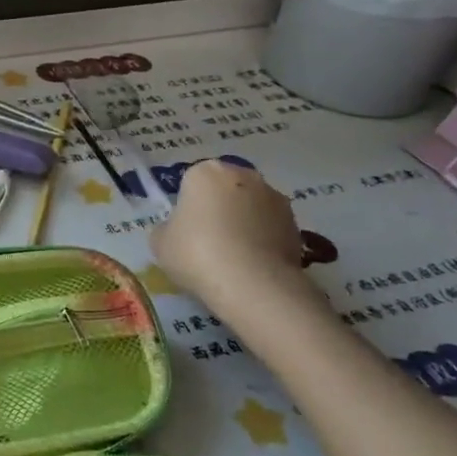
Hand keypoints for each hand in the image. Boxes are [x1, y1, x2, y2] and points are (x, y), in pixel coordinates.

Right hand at [152, 162, 321, 313]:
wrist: (252, 284)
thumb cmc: (197, 253)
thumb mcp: (160, 243)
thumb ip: (167, 228)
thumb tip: (178, 230)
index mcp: (206, 172)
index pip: (191, 182)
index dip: (187, 207)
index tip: (185, 231)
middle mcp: (244, 175)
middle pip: (225, 190)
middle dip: (218, 209)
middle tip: (207, 242)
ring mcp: (275, 198)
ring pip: (250, 207)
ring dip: (244, 223)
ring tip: (234, 258)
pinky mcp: (296, 224)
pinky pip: (270, 228)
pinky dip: (262, 241)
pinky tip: (253, 266)